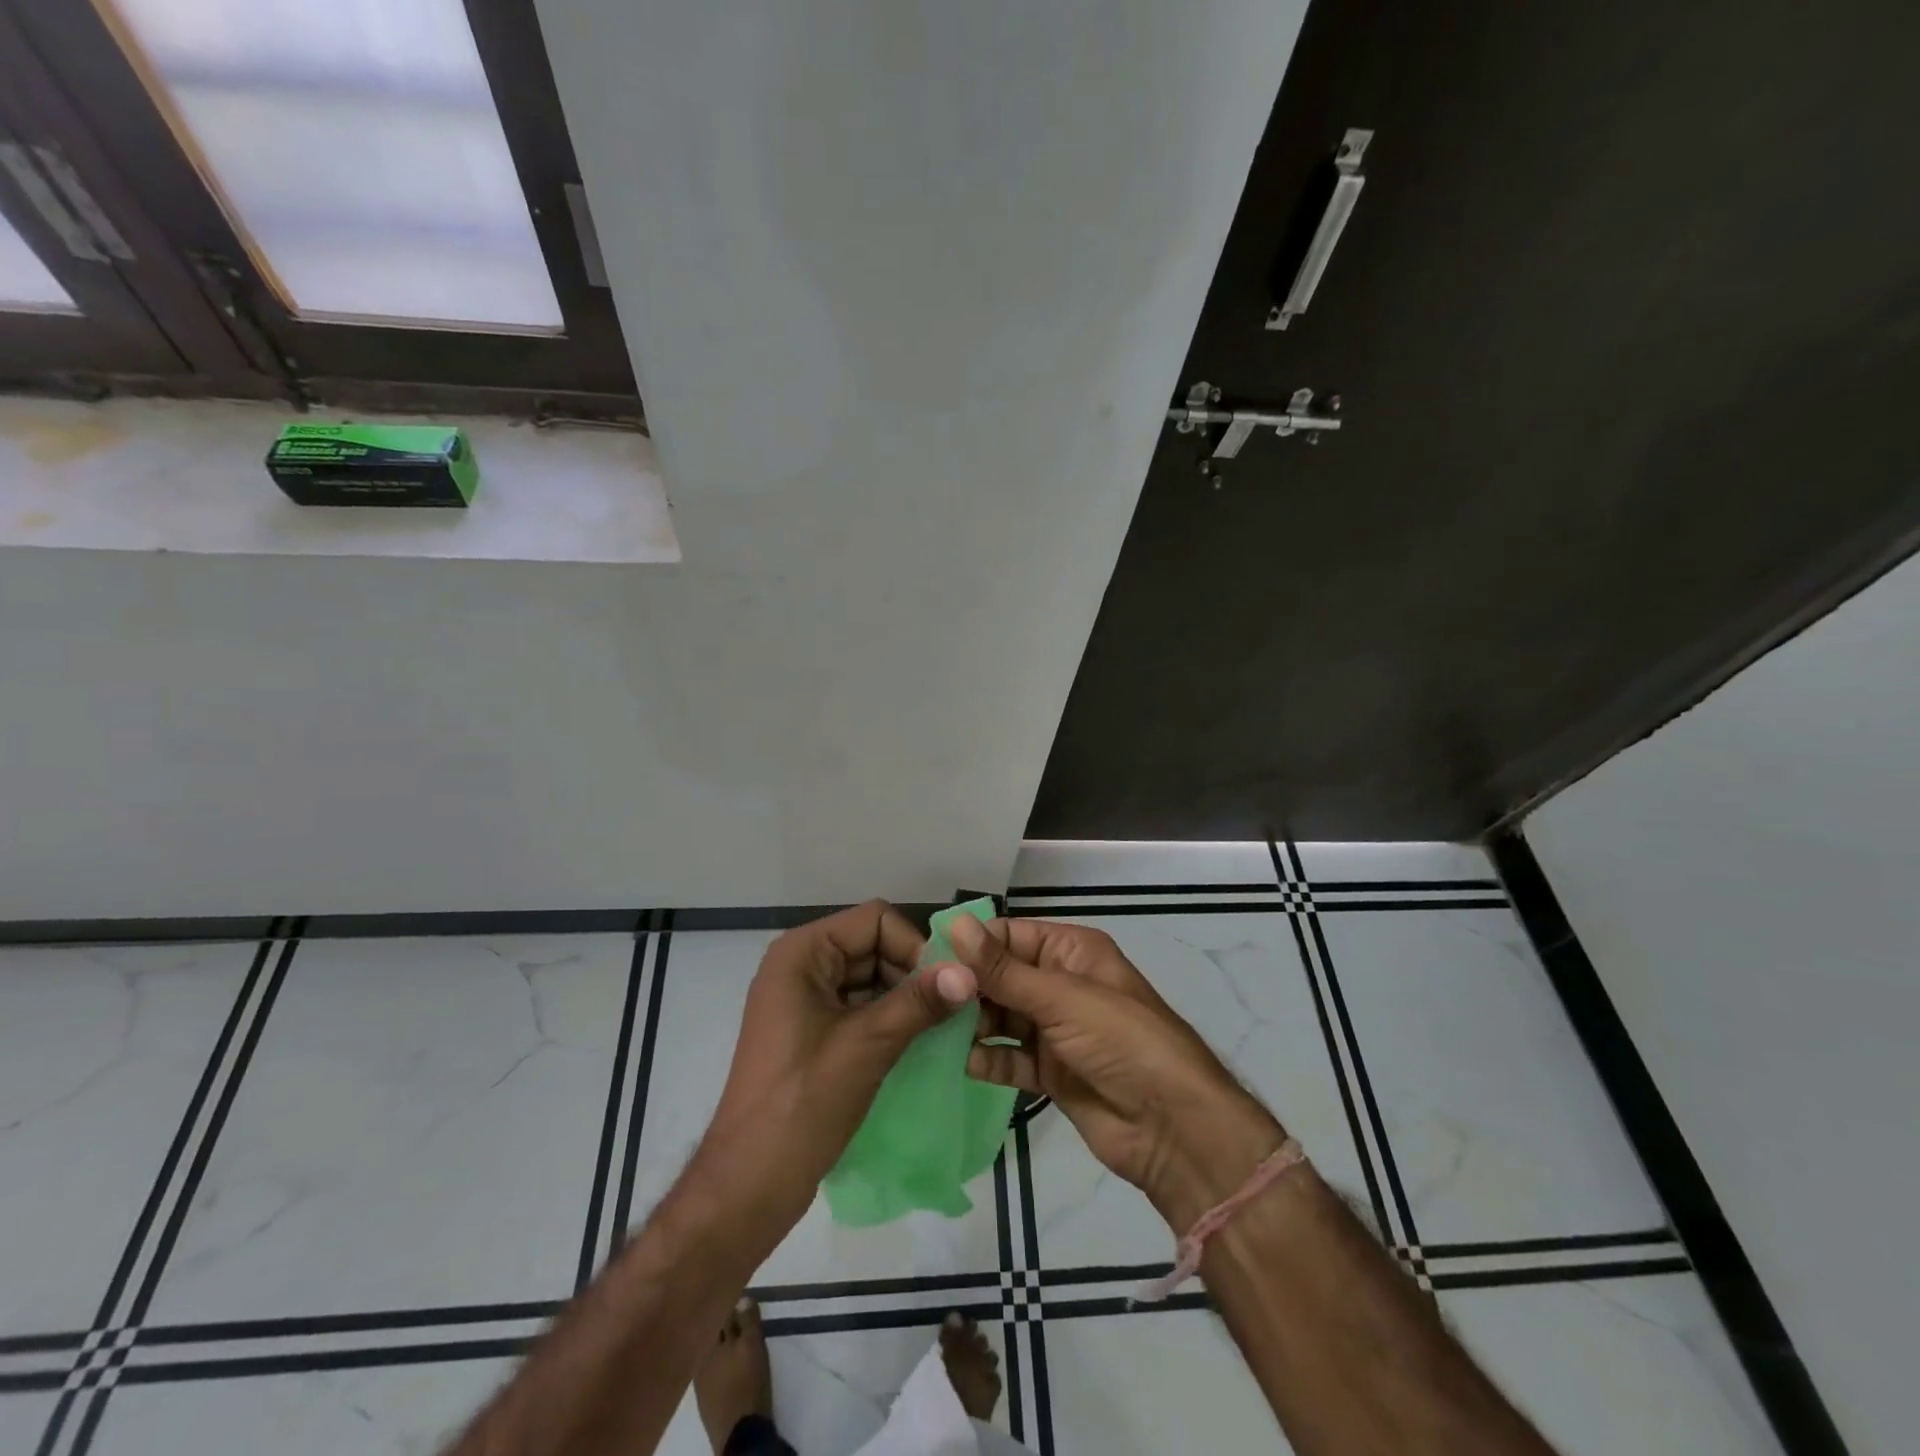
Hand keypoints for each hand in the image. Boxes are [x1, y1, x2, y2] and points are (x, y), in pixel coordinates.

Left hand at [695, 901, 976, 1233]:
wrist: (749, 1184)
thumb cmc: (803, 1103)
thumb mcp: (867, 1045)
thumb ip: (919, 1002)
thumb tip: (969, 972)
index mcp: (802, 953)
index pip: (874, 920)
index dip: (913, 945)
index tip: (943, 986)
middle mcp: (801, 965)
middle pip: (873, 945)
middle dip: (912, 972)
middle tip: (950, 1010)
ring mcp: (804, 999)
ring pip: (871, 977)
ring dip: (905, 997)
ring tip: (940, 1028)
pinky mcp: (812, 1031)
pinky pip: (860, 1006)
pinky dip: (889, 1018)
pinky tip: (918, 1042)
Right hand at [948, 916, 1284, 1230]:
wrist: (1172, 1128)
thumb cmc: (1121, 1041)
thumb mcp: (1061, 998)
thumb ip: (1003, 969)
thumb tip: (953, 924)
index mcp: (1072, 951)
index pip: (1010, 936)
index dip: (971, 946)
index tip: (925, 959)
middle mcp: (1061, 984)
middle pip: (1002, 977)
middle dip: (967, 988)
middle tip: (922, 1001)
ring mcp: (1056, 1030)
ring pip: (1001, 1017)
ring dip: (972, 1023)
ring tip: (932, 1031)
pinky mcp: (1050, 1072)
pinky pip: (1009, 1057)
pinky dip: (987, 1058)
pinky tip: (958, 1063)